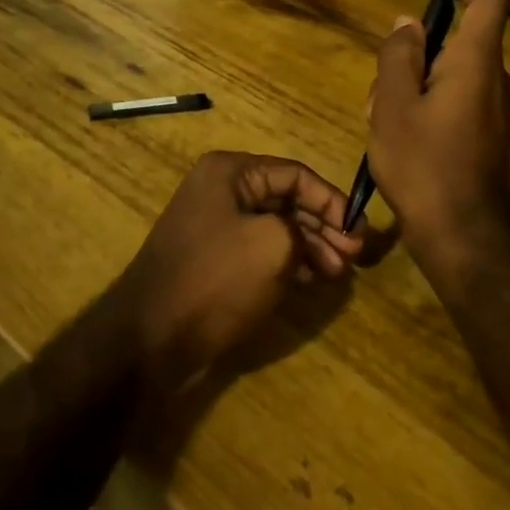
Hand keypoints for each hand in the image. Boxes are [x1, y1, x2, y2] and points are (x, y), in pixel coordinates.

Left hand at [111, 151, 362, 387]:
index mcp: (230, 172)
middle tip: (355, 257)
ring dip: (310, 245)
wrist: (150, 337)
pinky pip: (259, 249)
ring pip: (275, 226)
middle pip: (286, 199)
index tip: (359, 233)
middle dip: (324, 226)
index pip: (295, 174)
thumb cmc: (215, 279)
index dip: (332, 201)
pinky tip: (312, 279)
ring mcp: (214, 225)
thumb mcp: (273, 245)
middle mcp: (220, 189)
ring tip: (338, 273)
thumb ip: (304, 228)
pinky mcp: (213, 258)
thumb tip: (312, 237)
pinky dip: (288, 260)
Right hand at [367, 0, 509, 285]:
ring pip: (443, 73)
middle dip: (410, 53)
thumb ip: (398, 56)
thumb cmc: (423, 165)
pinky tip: (393, 138)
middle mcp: (490, 79)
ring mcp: (489, 108)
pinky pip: (448, 98)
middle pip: (452, 41)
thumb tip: (409, 24)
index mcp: (475, 62)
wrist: (462, 235)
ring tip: (378, 120)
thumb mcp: (393, 104)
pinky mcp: (481, 132)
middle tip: (378, 88)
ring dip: (407, 84)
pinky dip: (418, 104)